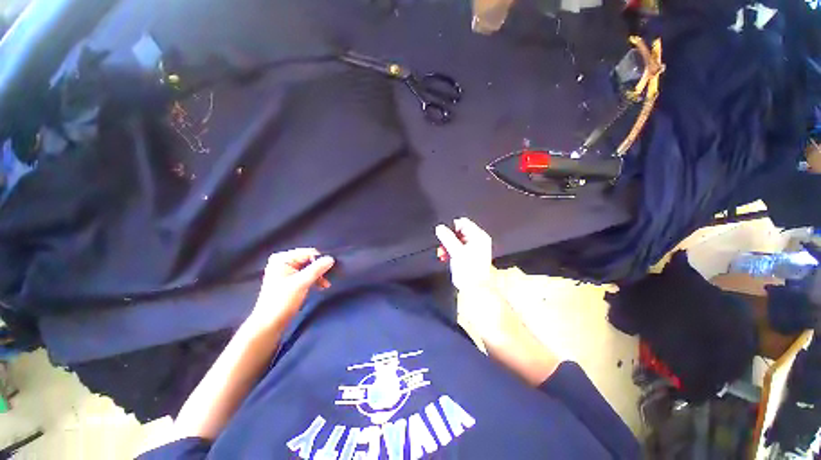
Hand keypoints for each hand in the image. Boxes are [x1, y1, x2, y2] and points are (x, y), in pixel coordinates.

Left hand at [246, 248, 334, 335]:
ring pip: (309, 267)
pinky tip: (320, 286)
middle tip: (327, 280)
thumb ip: (317, 269)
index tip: (329, 272)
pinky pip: (306, 274)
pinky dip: (314, 279)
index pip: (308, 253)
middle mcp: (283, 261)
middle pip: (309, 260)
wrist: (269, 324)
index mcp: (282, 258)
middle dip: (320, 269)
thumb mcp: (302, 283)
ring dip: (318, 275)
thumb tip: (332, 258)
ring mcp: (285, 271)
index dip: (320, 261)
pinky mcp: (289, 280)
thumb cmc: (283, 301)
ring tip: (325, 285)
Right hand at [435, 217, 496, 292]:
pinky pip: (458, 248)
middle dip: (449, 238)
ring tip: (443, 253)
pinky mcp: (469, 255)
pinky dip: (451, 251)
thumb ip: (447, 237)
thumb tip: (440, 227)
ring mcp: (474, 248)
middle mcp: (478, 240)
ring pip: (457, 240)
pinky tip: (446, 257)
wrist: (474, 288)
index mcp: (478, 236)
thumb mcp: (456, 251)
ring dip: (448, 246)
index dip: (452, 228)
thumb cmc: (469, 270)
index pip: (463, 222)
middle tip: (443, 246)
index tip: (445, 236)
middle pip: (459, 231)